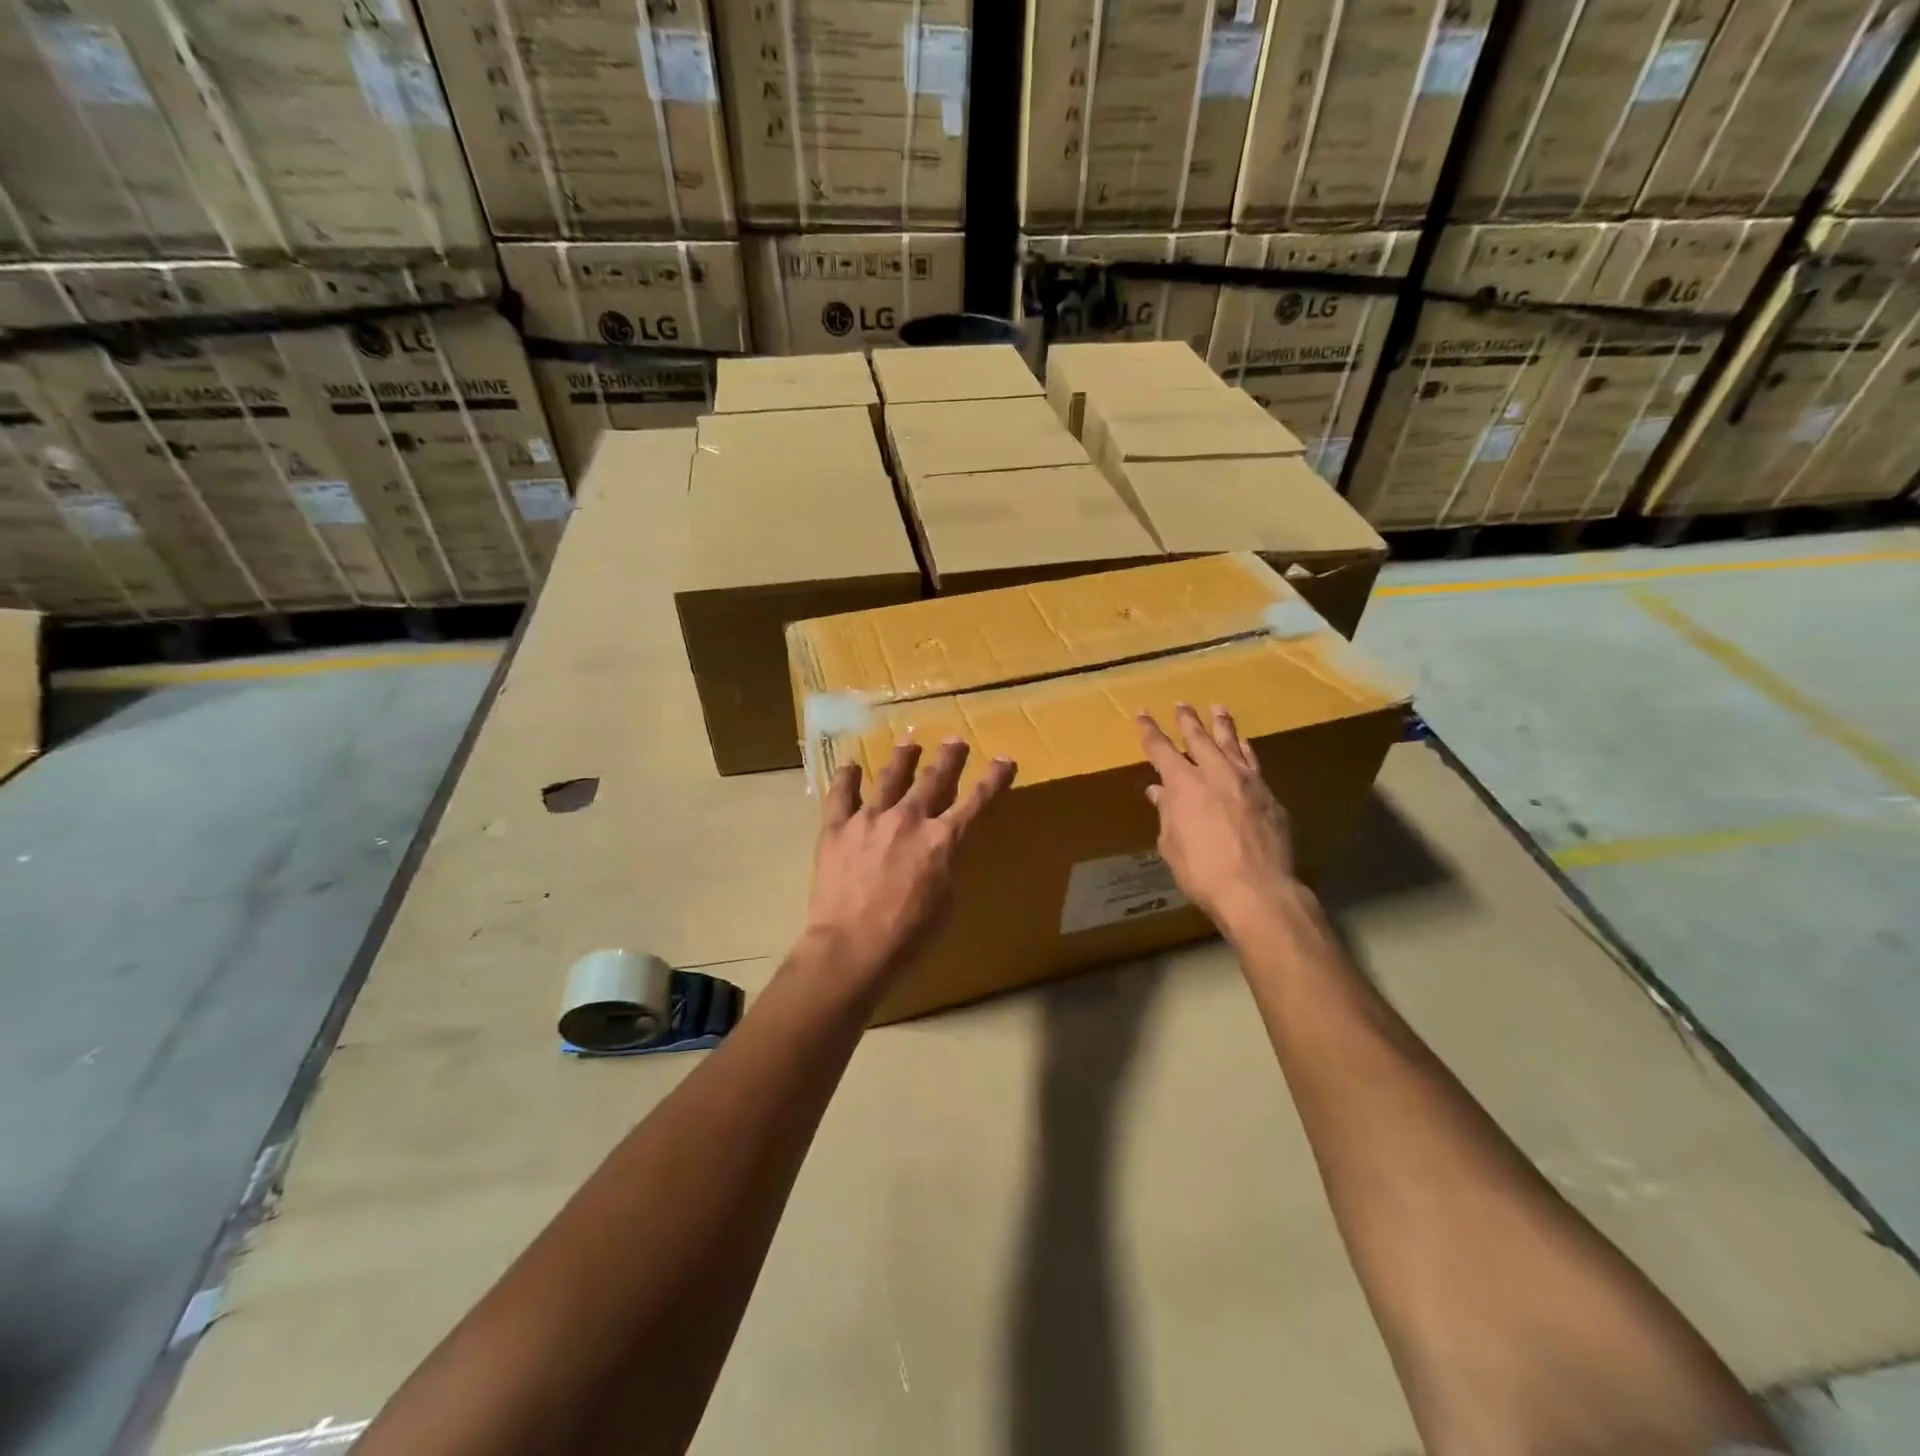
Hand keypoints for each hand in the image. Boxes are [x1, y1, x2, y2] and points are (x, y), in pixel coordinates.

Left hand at [805, 739, 1016, 986]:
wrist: (852, 947)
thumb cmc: (907, 937)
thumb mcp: (945, 904)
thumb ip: (944, 868)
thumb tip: (937, 854)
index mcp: (942, 841)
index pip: (977, 802)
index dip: (993, 779)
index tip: (1005, 759)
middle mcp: (909, 819)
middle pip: (934, 779)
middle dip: (948, 757)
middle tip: (955, 740)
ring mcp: (870, 820)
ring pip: (889, 778)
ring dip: (902, 758)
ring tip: (909, 741)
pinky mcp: (837, 828)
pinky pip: (841, 795)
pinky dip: (846, 778)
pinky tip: (850, 765)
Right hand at [1138, 702, 1297, 936]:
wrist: (1257, 890)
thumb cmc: (1203, 871)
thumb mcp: (1172, 844)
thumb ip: (1167, 814)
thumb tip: (1159, 792)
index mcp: (1184, 784)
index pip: (1160, 749)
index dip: (1149, 730)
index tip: (1141, 714)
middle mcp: (1216, 773)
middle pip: (1199, 738)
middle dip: (1187, 720)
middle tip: (1182, 704)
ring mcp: (1248, 781)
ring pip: (1232, 743)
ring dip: (1222, 725)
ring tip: (1218, 708)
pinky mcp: (1269, 796)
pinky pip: (1253, 763)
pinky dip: (1244, 750)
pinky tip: (1244, 747)